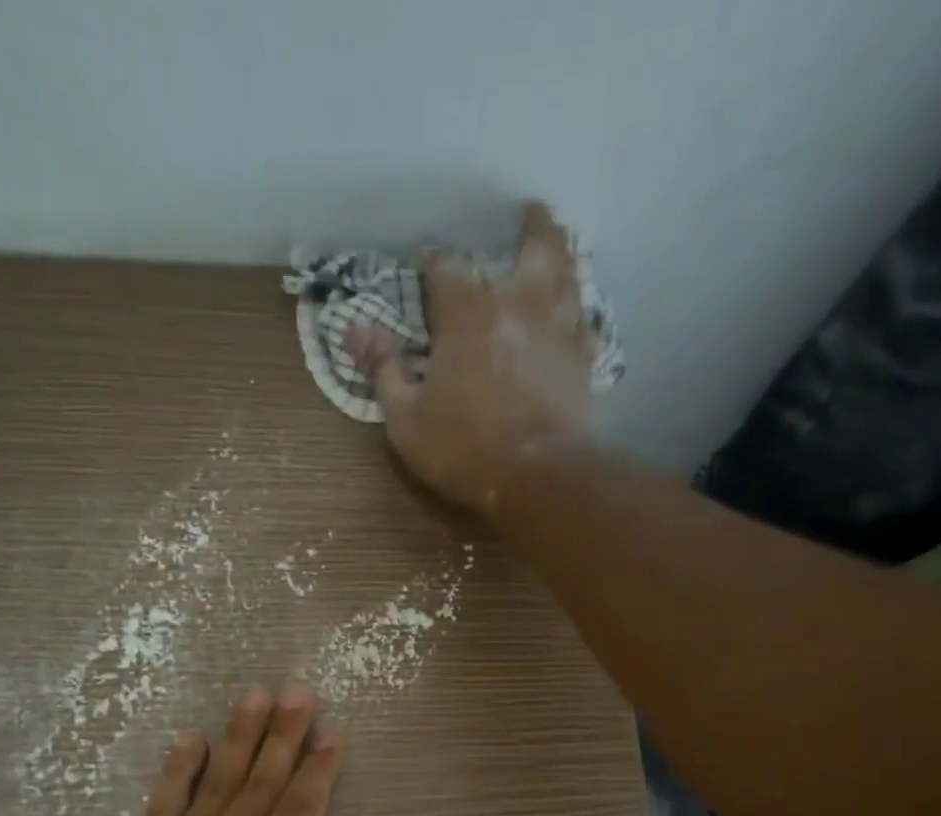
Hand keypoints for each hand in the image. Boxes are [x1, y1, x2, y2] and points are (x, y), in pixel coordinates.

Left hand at [51, 685, 371, 815]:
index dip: (318, 772)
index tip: (333, 735)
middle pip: (260, 786)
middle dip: (284, 736)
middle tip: (300, 691)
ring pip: (215, 785)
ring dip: (238, 737)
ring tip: (256, 695)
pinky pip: (160, 807)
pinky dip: (176, 770)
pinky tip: (191, 739)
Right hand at [347, 200, 597, 518]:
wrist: (539, 478)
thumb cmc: (465, 449)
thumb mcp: (407, 419)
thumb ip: (384, 370)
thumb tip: (353, 329)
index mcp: (468, 312)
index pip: (446, 268)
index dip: (433, 264)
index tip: (426, 265)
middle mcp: (519, 305)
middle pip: (533, 247)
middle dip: (529, 227)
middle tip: (530, 212)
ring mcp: (558, 331)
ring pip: (569, 276)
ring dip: (564, 255)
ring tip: (560, 244)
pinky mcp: (584, 363)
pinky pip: (586, 326)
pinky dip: (580, 315)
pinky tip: (578, 317)